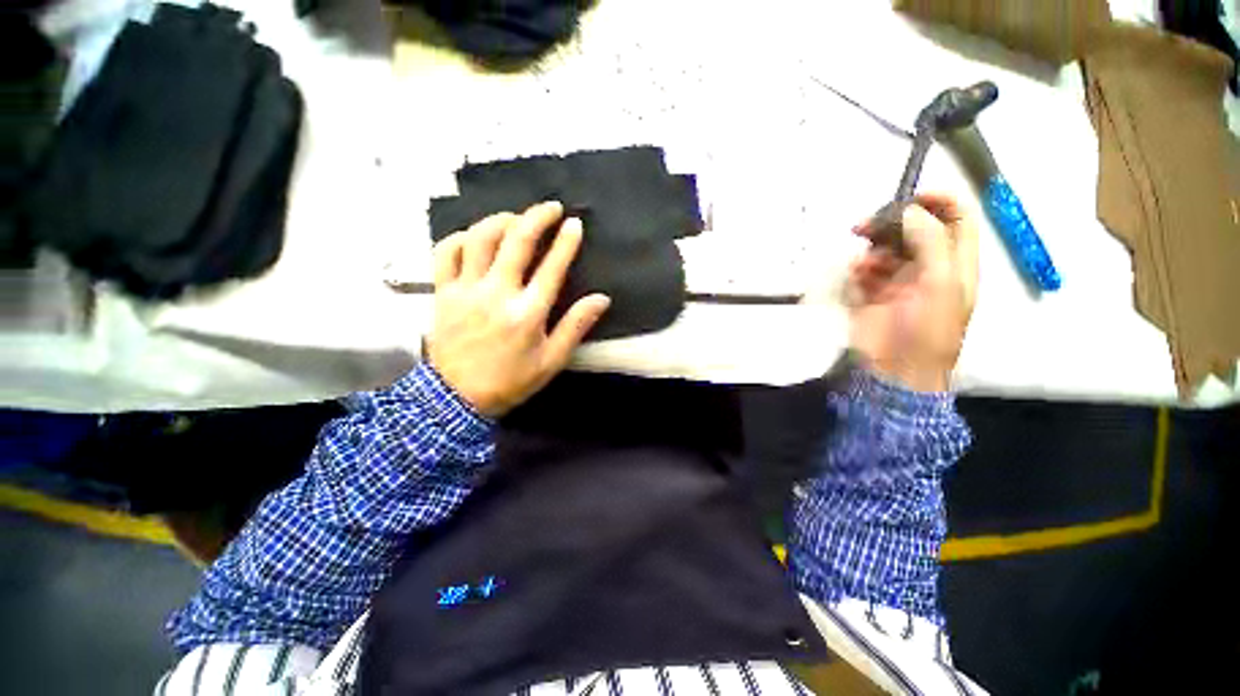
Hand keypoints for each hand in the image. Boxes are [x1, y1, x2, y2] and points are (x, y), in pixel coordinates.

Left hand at [426, 201, 610, 416]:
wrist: (456, 398)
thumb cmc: (511, 380)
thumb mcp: (551, 360)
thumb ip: (576, 326)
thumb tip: (601, 299)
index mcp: (527, 313)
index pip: (551, 267)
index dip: (566, 242)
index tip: (575, 224)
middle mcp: (497, 293)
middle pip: (516, 241)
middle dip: (537, 217)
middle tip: (551, 207)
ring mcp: (465, 290)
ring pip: (479, 239)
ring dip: (500, 220)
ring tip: (516, 217)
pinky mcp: (442, 292)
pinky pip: (445, 252)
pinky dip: (460, 237)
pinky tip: (475, 237)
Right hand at [846, 193, 978, 392]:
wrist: (896, 369)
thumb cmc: (927, 328)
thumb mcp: (940, 283)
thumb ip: (930, 242)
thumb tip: (908, 211)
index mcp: (955, 260)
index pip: (955, 216)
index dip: (937, 200)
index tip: (908, 197)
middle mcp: (928, 264)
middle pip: (913, 228)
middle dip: (891, 223)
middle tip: (866, 226)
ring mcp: (898, 279)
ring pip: (884, 248)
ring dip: (872, 249)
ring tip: (864, 263)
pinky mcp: (872, 292)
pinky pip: (864, 269)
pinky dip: (858, 268)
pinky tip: (858, 275)